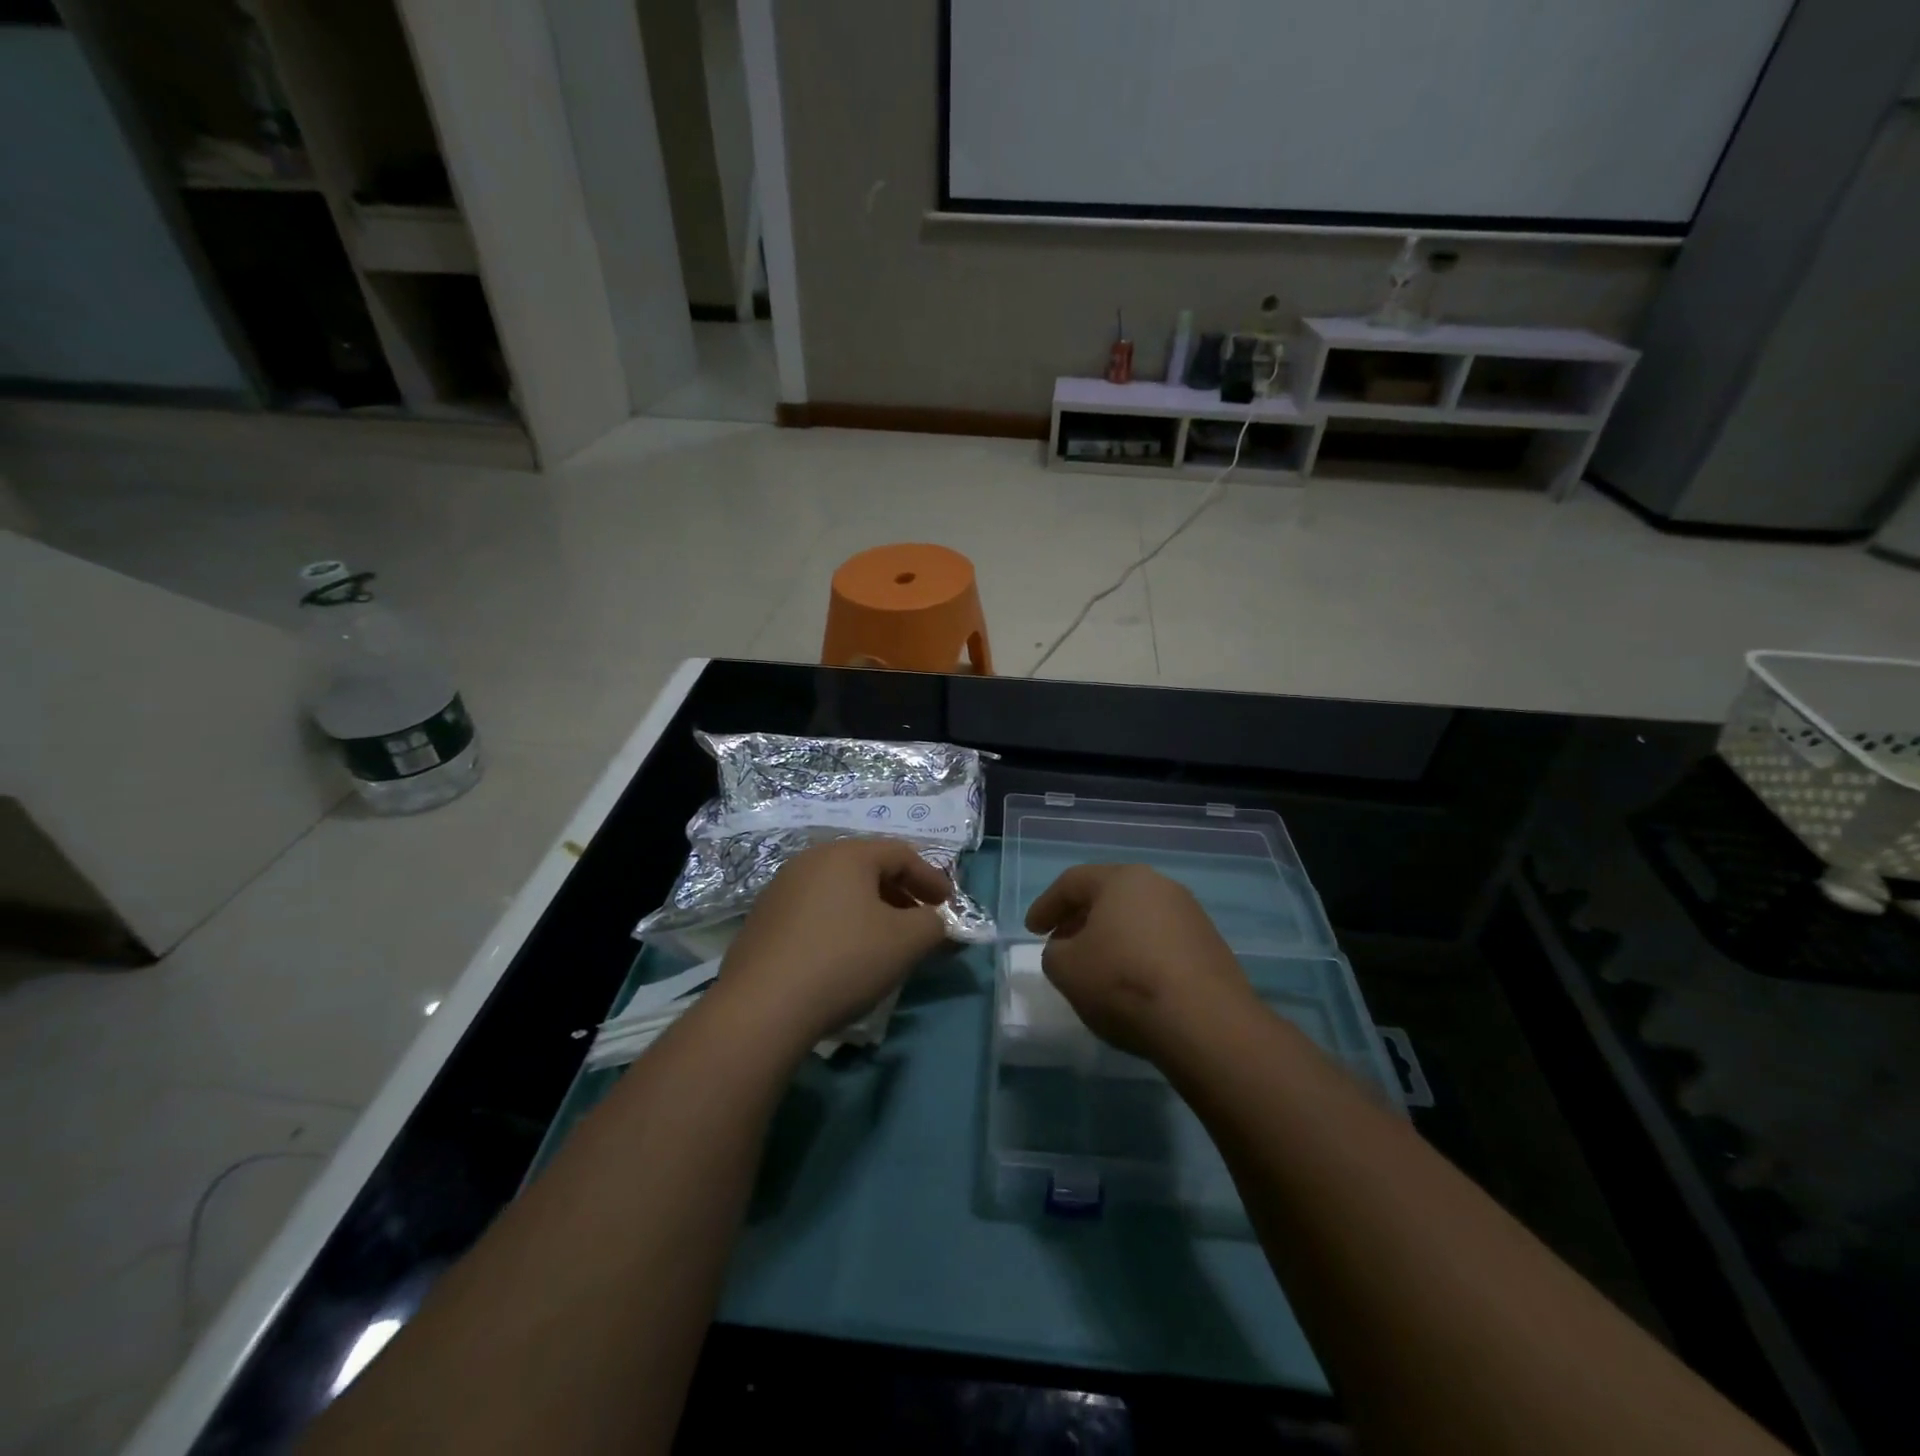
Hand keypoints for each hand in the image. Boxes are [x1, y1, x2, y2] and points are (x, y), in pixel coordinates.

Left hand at [714, 838, 952, 1049]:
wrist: (762, 1007)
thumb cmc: (844, 961)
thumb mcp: (906, 942)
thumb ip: (933, 925)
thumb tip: (937, 922)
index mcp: (847, 854)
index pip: (901, 854)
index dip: (932, 878)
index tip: (949, 906)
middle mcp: (811, 860)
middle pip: (868, 868)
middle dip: (902, 894)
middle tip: (921, 922)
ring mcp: (781, 889)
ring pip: (840, 890)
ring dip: (871, 910)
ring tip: (886, 942)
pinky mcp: (763, 920)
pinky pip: (815, 911)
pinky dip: (840, 924)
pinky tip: (845, 955)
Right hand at [1025, 864, 1258, 1063]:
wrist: (1206, 1023)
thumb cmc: (1123, 982)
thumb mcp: (1066, 969)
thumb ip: (1055, 952)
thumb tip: (1067, 950)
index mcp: (1122, 879)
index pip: (1073, 882)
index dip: (1046, 905)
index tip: (1031, 931)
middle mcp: (1159, 886)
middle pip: (1109, 896)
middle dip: (1079, 918)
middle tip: (1060, 943)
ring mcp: (1190, 915)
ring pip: (1137, 918)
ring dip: (1111, 937)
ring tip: (1095, 967)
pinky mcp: (1210, 947)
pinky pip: (1161, 941)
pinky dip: (1138, 954)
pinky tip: (1131, 983)